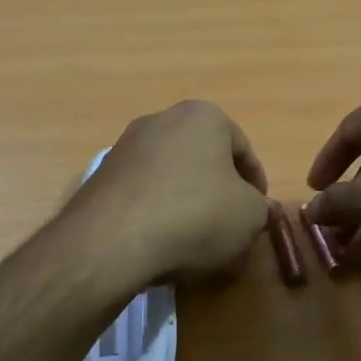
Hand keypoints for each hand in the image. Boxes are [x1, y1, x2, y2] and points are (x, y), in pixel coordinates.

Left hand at [68, 100, 270, 285]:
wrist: (113, 241)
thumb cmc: (196, 215)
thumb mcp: (249, 216)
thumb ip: (259, 208)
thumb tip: (253, 209)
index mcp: (203, 116)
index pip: (243, 149)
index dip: (256, 184)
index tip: (258, 213)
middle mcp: (161, 120)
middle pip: (203, 159)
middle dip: (218, 191)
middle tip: (229, 226)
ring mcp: (125, 146)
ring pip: (171, 176)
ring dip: (186, 202)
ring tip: (195, 241)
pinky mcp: (101, 176)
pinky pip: (143, 194)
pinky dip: (157, 213)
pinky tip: (161, 243)